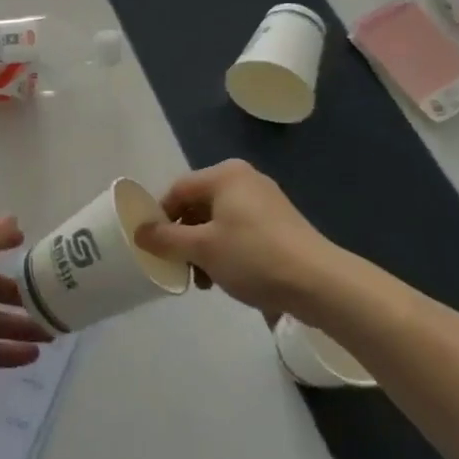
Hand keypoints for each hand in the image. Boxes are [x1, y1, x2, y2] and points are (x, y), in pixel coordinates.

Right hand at [133, 160, 337, 318]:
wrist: (320, 284)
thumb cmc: (254, 256)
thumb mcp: (202, 249)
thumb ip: (166, 239)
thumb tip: (138, 232)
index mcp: (225, 175)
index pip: (178, 190)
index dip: (160, 217)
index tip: (153, 246)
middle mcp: (244, 180)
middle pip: (199, 205)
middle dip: (184, 238)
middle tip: (180, 267)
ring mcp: (265, 201)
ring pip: (219, 221)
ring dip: (204, 249)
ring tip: (204, 281)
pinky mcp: (280, 225)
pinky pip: (240, 231)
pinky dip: (227, 251)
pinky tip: (228, 278)